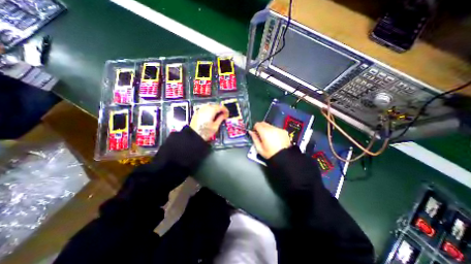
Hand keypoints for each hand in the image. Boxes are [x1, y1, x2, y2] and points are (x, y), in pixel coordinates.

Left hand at [190, 105, 229, 140]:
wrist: (193, 135)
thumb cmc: (205, 132)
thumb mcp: (215, 126)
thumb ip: (220, 119)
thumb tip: (224, 115)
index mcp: (211, 110)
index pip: (221, 107)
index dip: (225, 110)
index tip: (227, 115)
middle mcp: (205, 108)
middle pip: (215, 105)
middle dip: (220, 110)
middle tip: (224, 115)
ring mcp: (201, 109)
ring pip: (210, 106)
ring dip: (215, 110)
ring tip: (218, 116)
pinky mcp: (197, 112)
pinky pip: (205, 109)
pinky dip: (210, 111)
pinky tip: (211, 116)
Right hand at [250, 121, 291, 158]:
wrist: (284, 157)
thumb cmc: (270, 153)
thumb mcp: (259, 148)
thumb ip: (254, 138)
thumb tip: (251, 132)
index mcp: (265, 132)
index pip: (257, 124)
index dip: (255, 128)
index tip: (255, 132)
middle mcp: (272, 128)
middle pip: (263, 123)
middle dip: (261, 127)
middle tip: (261, 135)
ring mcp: (279, 129)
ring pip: (270, 125)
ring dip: (267, 129)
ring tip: (269, 138)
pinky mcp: (284, 131)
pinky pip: (276, 128)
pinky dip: (274, 131)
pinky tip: (275, 138)